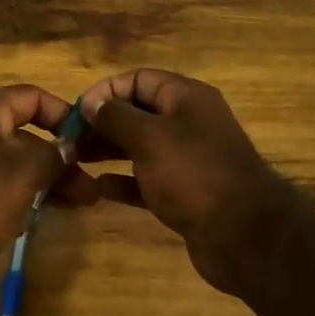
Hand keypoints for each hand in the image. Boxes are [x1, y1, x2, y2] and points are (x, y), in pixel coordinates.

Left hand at [0, 84, 98, 306]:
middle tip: (90, 186)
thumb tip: (68, 149)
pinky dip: (19, 200)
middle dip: (59, 158)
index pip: (30, 97)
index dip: (63, 114)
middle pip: (23, 135)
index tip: (89, 141)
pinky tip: (39, 220)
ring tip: (79, 204)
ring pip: (12, 166)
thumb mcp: (24, 171)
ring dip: (45, 182)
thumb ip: (53, 155)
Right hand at [77, 68, 307, 296]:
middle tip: (70, 140)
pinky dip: (125, 182)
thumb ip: (116, 117)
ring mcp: (188, 160)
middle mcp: (189, 123)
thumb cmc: (193, 174)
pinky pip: (148, 180)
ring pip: (140, 147)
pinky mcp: (185, 193)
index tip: (77, 112)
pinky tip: (100, 189)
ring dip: (109, 151)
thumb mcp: (149, 138)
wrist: (244, 236)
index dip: (106, 91)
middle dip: (103, 123)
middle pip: (138, 113)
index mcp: (186, 98)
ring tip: (76, 161)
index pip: (139, 79)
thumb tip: (92, 103)